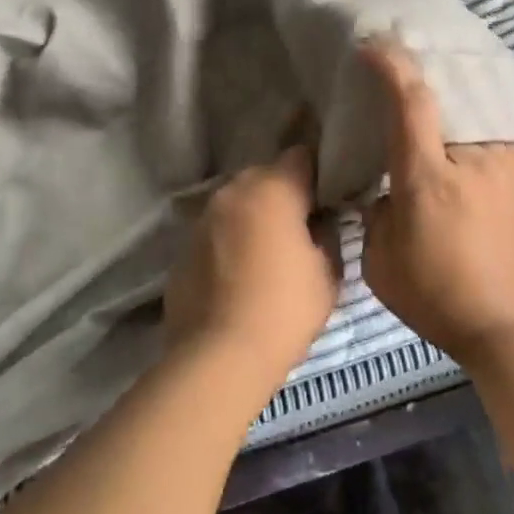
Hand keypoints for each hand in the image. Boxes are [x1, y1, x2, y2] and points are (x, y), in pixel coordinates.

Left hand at [162, 145, 339, 403]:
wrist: (218, 357)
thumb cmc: (284, 310)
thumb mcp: (328, 273)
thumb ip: (328, 235)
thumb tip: (322, 222)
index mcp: (273, 188)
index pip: (302, 156)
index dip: (319, 173)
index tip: (329, 197)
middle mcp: (233, 191)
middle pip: (266, 176)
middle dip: (284, 194)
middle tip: (302, 226)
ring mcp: (203, 217)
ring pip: (238, 203)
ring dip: (254, 216)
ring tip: (269, 252)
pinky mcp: (183, 246)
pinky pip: (216, 231)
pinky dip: (230, 241)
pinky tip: (240, 274)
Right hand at [360, 42, 513, 368]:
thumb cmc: (443, 300)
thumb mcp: (383, 266)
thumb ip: (376, 218)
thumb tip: (385, 195)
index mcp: (428, 176)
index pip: (410, 100)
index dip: (390, 64)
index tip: (372, 45)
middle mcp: (473, 158)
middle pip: (452, 94)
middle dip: (425, 71)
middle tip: (404, 62)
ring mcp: (508, 168)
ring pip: (476, 115)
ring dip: (454, 101)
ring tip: (436, 100)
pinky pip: (494, 141)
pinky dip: (474, 132)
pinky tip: (465, 151)